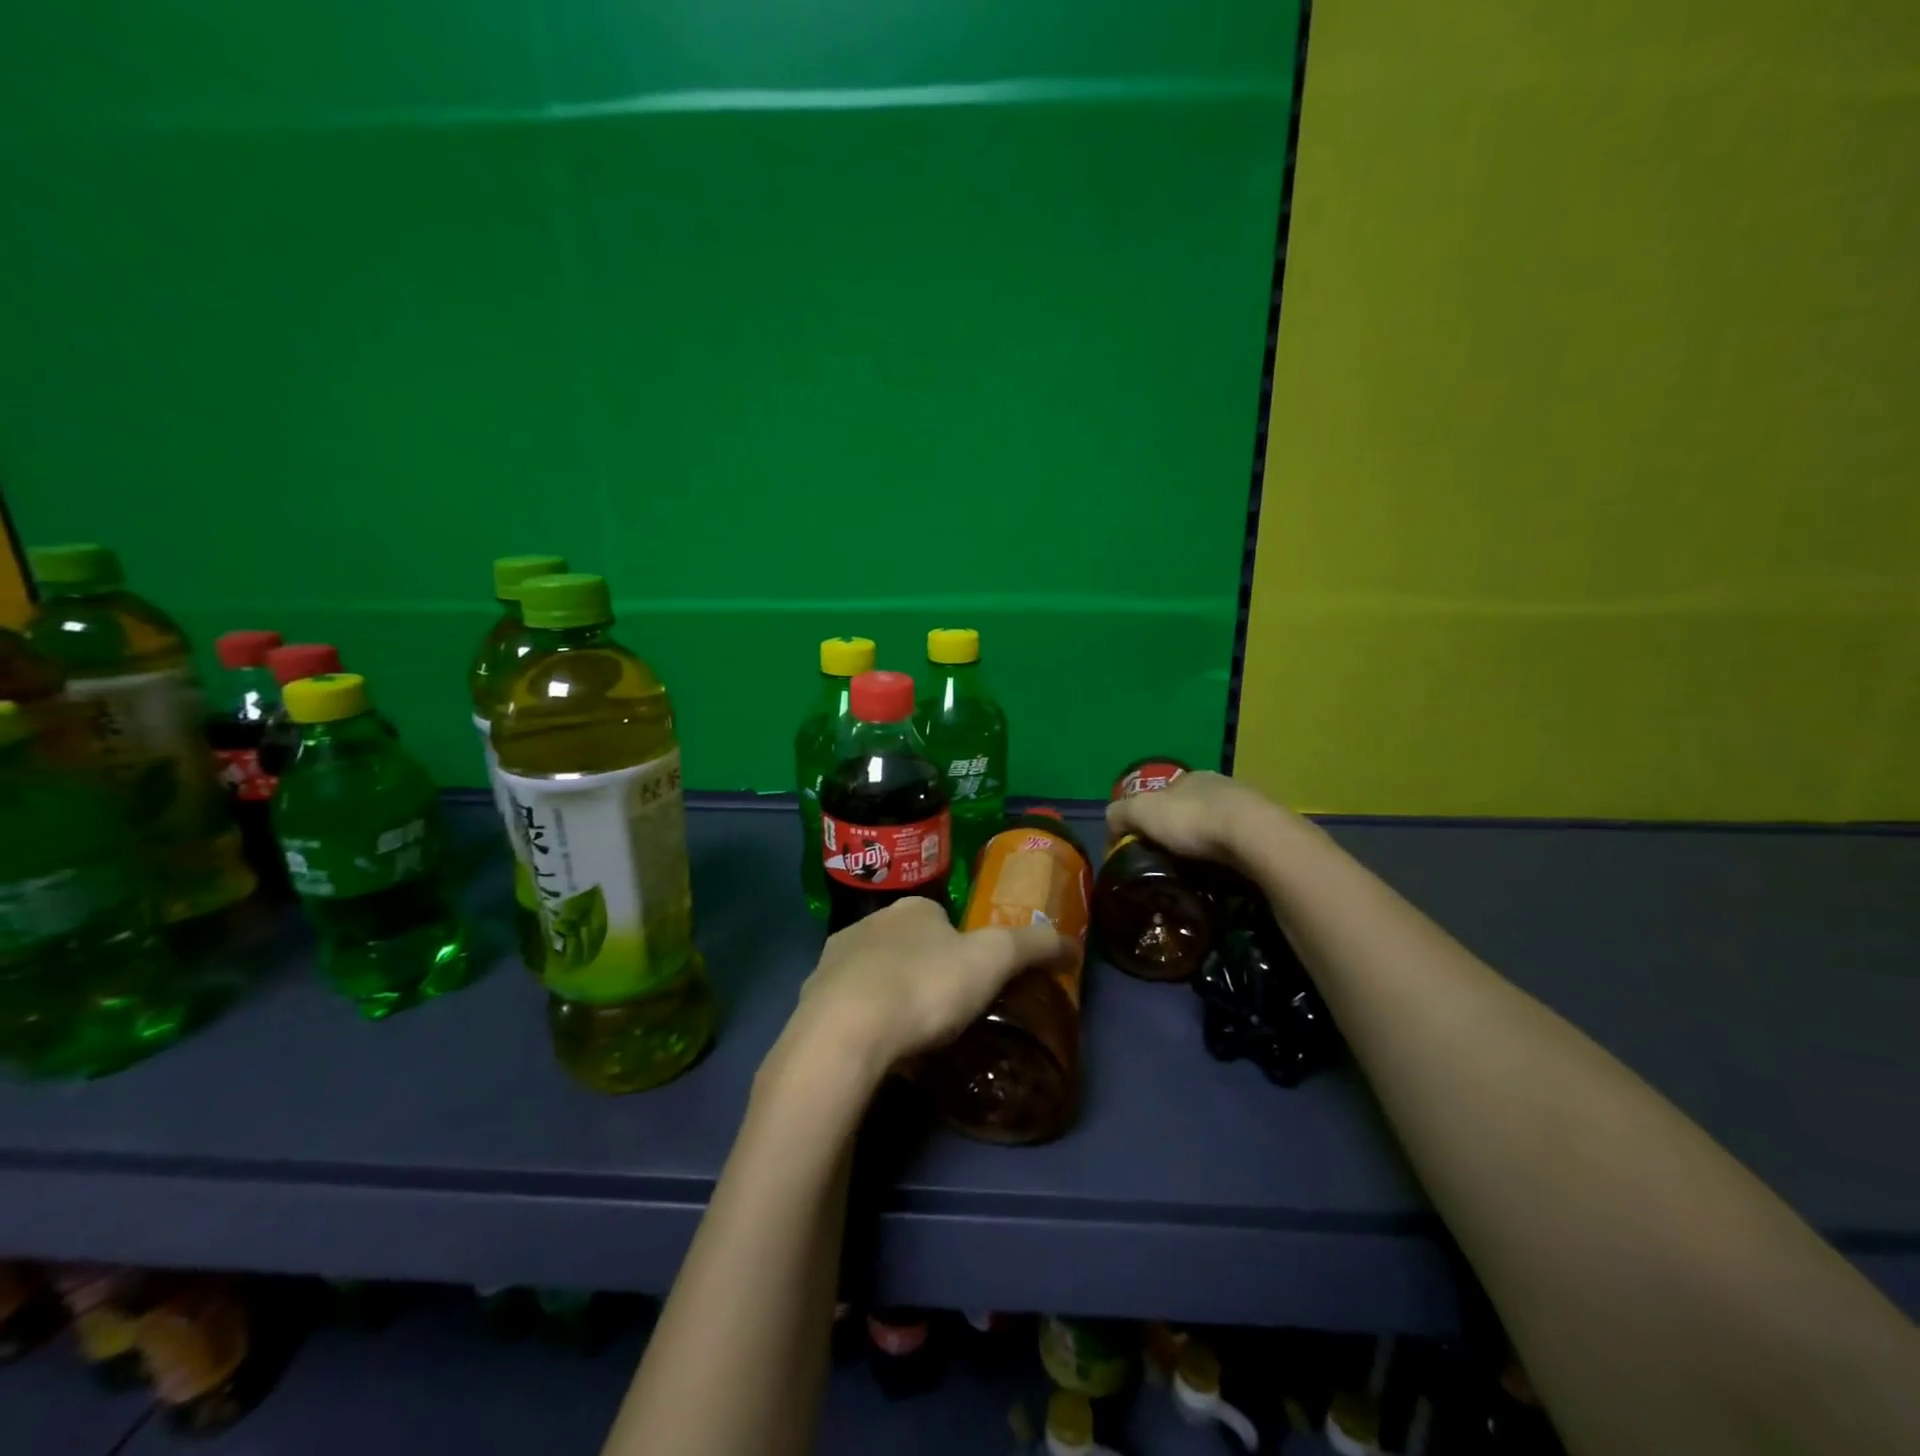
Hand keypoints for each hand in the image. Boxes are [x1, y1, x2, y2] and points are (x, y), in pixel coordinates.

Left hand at [781, 897, 1068, 1087]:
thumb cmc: (925, 987)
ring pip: (876, 977)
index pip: (944, 919)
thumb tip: (1072, 944)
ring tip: (916, 1040)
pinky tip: (881, 1054)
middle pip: (909, 946)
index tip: (976, 983)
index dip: (964, 948)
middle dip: (927, 973)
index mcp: (911, 908)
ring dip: (894, 999)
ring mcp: (833, 962)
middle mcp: (868, 924)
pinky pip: (849, 1010)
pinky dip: (867, 1026)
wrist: (844, 1035)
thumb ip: (1034, 946)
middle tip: (949, 1015)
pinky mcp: (811, 1001)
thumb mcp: (994, 960)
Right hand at [1105, 769, 1290, 867]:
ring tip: (1195, 873)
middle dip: (1179, 832)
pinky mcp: (1268, 832)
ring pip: (1217, 827)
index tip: (1141, 845)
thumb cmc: (1193, 819)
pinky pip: (1239, 845)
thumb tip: (1111, 825)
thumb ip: (1120, 814)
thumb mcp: (1142, 812)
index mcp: (1190, 777)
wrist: (1255, 836)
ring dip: (1206, 846)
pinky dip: (1228, 858)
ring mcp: (1248, 807)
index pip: (1162, 795)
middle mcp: (1220, 786)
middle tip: (1167, 862)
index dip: (1148, 818)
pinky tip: (1223, 874)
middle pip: (1190, 810)